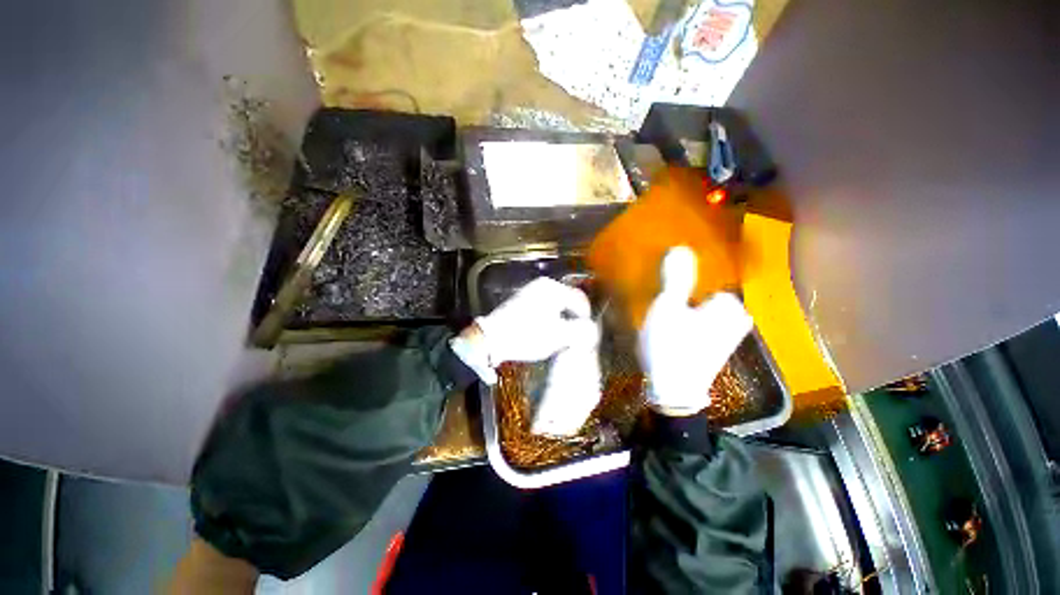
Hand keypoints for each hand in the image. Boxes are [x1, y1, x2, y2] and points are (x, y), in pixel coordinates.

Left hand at [451, 277, 596, 383]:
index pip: (580, 300)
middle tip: (573, 337)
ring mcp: (530, 292)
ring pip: (556, 305)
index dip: (586, 318)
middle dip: (573, 318)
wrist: (491, 339)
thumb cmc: (527, 335)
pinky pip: (544, 307)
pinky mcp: (522, 301)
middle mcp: (542, 285)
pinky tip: (545, 332)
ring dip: (562, 319)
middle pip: (568, 301)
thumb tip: (592, 328)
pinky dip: (549, 318)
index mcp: (553, 288)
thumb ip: (581, 331)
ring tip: (560, 336)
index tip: (586, 334)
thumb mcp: (559, 335)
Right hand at [639, 247, 752, 415]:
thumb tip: (680, 247)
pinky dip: (696, 318)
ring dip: (695, 303)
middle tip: (672, 290)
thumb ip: (675, 278)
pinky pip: (709, 322)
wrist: (673, 390)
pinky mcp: (717, 347)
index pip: (716, 277)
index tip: (676, 278)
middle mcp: (736, 319)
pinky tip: (680, 323)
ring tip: (674, 304)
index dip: (695, 276)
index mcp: (728, 306)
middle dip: (697, 289)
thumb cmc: (670, 346)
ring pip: (712, 308)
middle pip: (714, 292)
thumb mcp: (667, 307)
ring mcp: (729, 335)